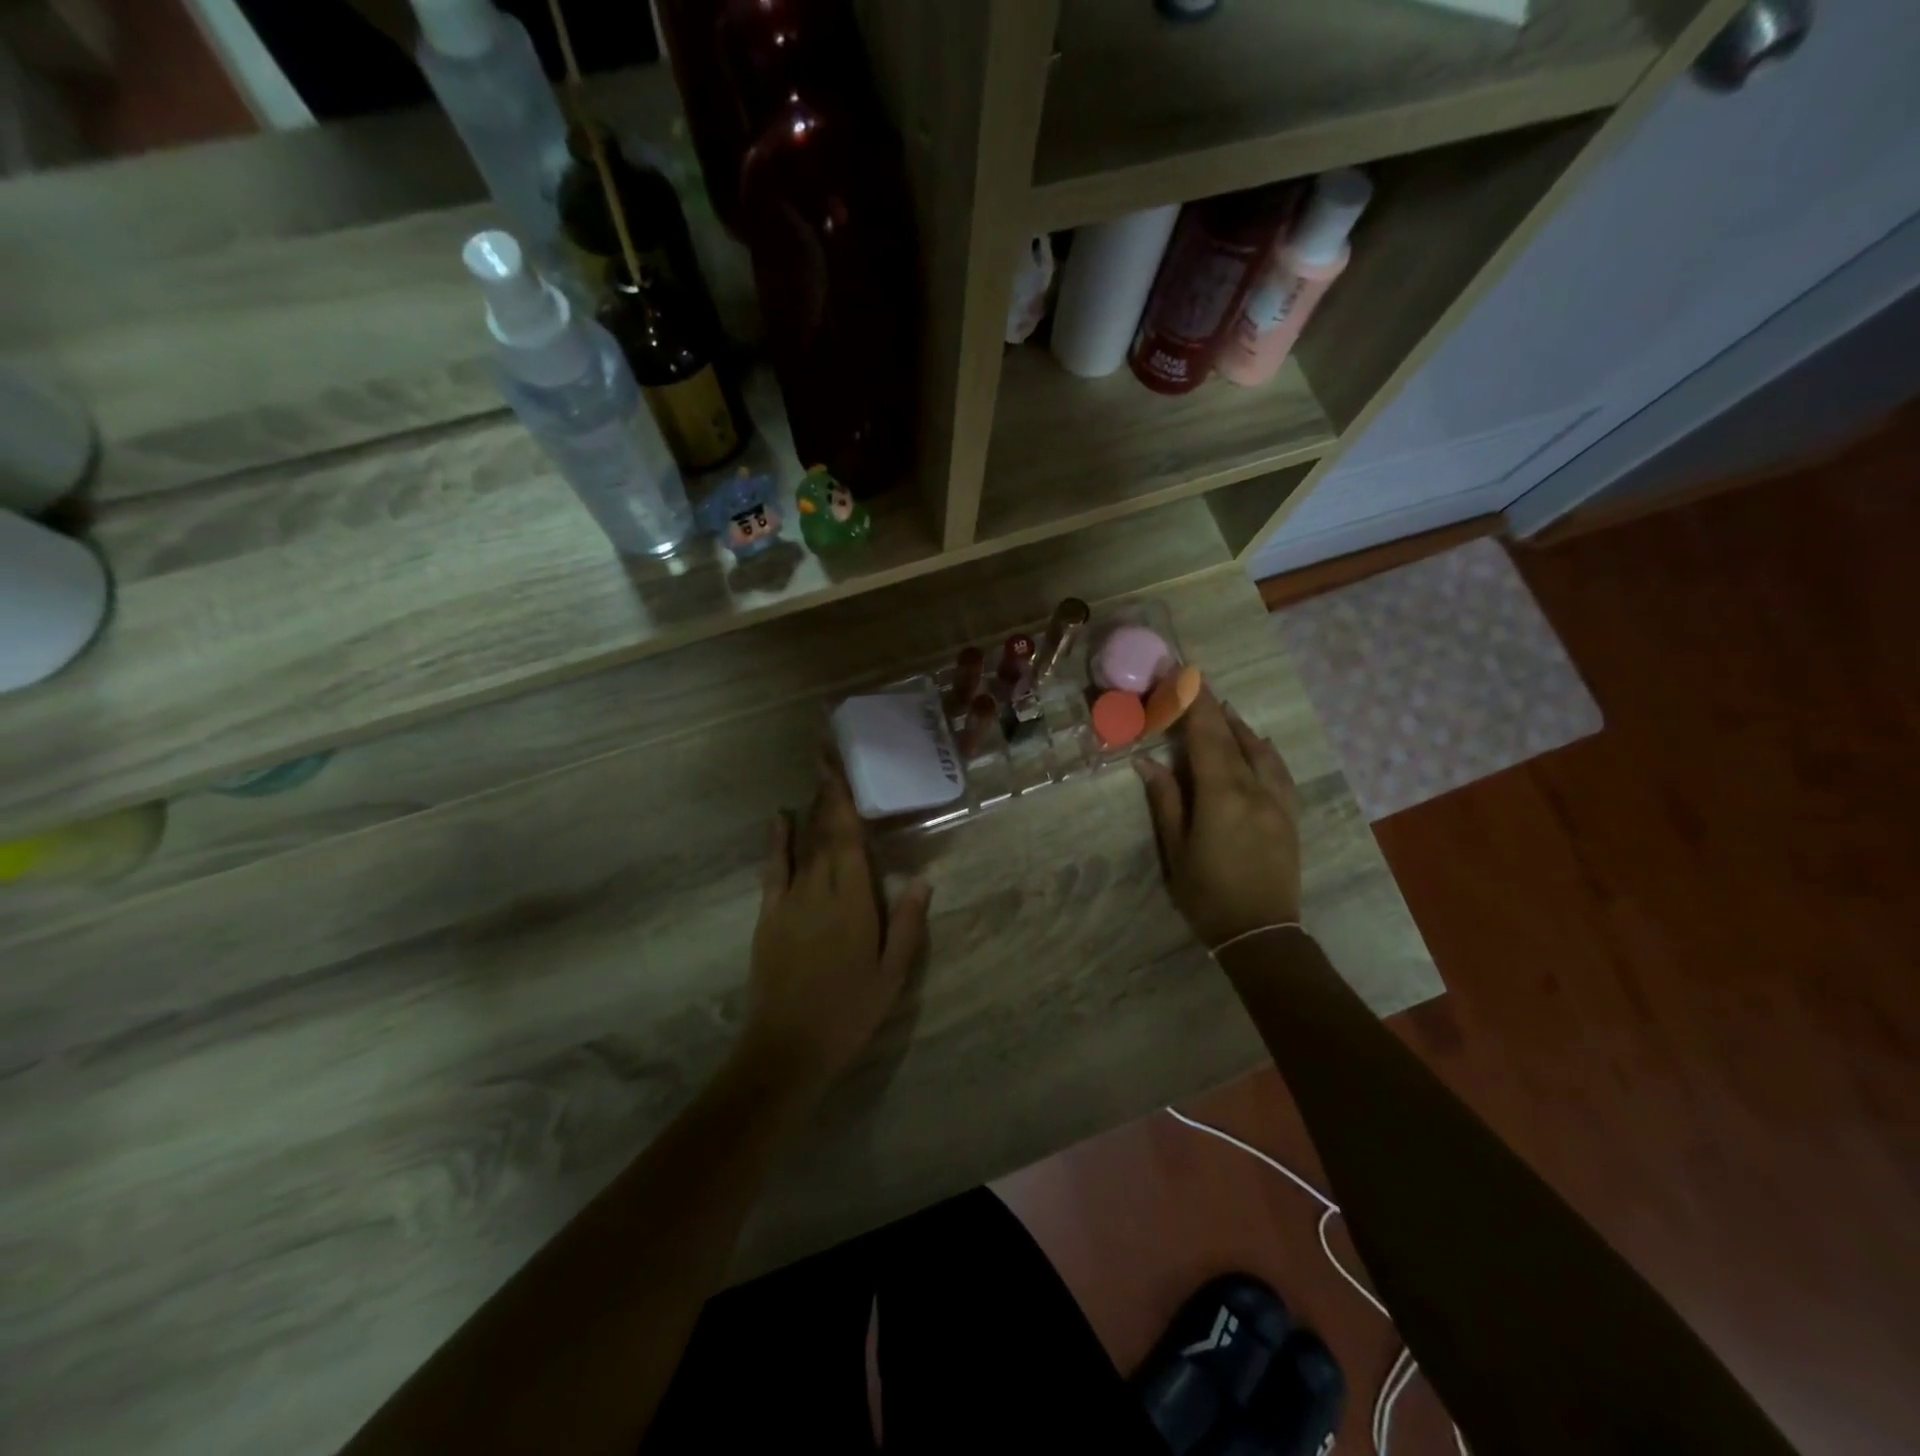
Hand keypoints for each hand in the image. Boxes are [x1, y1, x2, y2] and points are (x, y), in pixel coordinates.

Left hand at [742, 763, 931, 1097]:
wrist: (788, 1046)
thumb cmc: (849, 1010)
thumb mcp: (892, 973)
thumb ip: (908, 924)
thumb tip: (922, 879)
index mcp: (853, 901)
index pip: (849, 839)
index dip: (844, 800)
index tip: (840, 766)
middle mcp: (819, 889)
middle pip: (824, 832)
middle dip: (827, 793)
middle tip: (828, 756)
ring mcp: (789, 900)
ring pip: (802, 844)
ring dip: (810, 810)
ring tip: (816, 778)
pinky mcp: (769, 915)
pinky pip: (774, 868)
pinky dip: (777, 841)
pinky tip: (780, 818)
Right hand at [1135, 686, 1302, 948]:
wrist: (1261, 933)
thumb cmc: (1207, 894)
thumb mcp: (1176, 849)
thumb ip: (1166, 800)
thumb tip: (1148, 761)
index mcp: (1222, 796)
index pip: (1205, 736)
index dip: (1192, 701)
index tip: (1181, 672)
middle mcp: (1255, 789)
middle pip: (1232, 737)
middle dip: (1211, 705)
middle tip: (1195, 679)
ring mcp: (1278, 801)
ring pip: (1260, 749)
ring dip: (1238, 724)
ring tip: (1222, 708)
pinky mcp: (1290, 815)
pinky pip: (1279, 769)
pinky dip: (1263, 748)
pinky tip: (1257, 743)